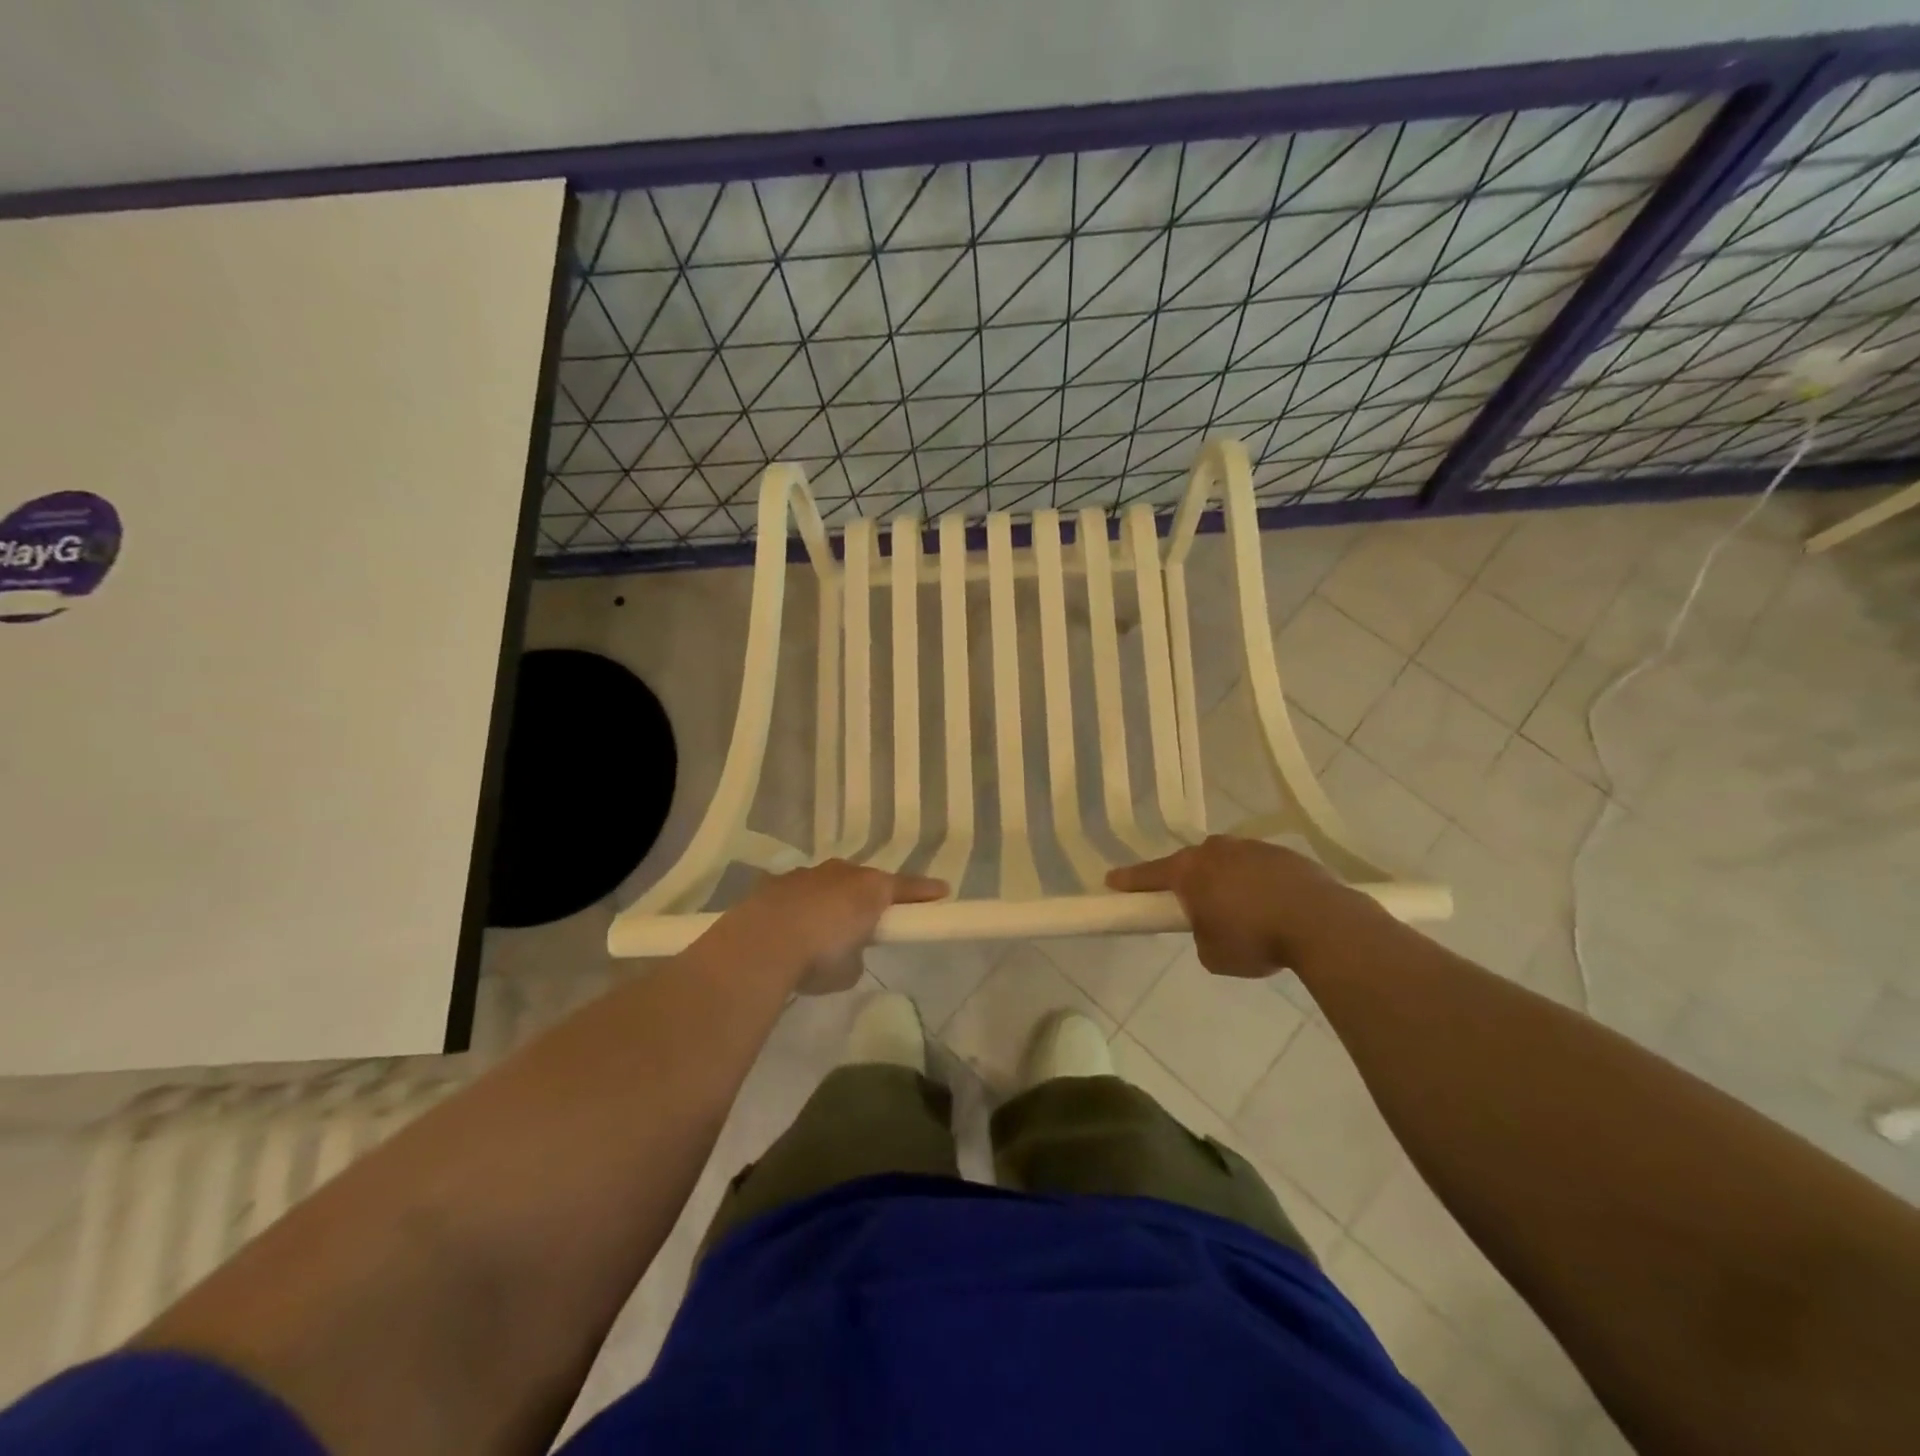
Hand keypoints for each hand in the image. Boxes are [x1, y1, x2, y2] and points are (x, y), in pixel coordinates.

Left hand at [727, 859, 947, 993]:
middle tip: (869, 921)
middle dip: (869, 898)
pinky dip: (799, 908)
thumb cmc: (819, 956)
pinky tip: (788, 931)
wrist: (762, 943)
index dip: (925, 892)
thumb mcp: (850, 968)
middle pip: (864, 881)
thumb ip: (857, 953)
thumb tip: (847, 951)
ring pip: (828, 884)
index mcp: (870, 888)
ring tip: (821, 931)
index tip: (943, 892)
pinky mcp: (775, 884)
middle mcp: (841, 873)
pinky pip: (797, 894)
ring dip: (830, 901)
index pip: (906, 888)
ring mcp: (806, 874)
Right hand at [1106, 836, 1371, 976]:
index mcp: (1190, 871)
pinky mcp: (1283, 854)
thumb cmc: (1255, 939)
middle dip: (1189, 881)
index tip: (1112, 881)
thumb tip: (1213, 925)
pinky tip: (1273, 908)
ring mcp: (1252, 847)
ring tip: (1244, 912)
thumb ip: (1201, 934)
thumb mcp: (1213, 954)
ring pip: (1227, 862)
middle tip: (1195, 906)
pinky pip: (1258, 868)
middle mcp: (1216, 850)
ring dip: (1227, 882)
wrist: (1321, 923)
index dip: (1129, 880)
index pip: (1149, 875)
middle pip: (1191, 863)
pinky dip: (1258, 884)